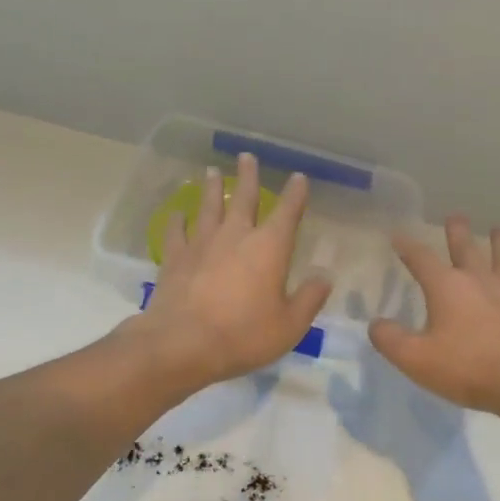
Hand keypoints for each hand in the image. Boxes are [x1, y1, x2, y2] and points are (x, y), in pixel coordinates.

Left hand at [127, 153, 331, 392]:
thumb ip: (309, 298)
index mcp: (269, 248)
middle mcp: (235, 236)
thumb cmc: (244, 335)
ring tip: (211, 171)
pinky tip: (176, 214)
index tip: (299, 177)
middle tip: (247, 156)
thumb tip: (325, 276)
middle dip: (248, 176)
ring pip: (208, 207)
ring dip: (211, 188)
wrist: (183, 344)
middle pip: (242, 198)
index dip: (295, 194)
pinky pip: (176, 232)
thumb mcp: (290, 325)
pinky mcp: (175, 258)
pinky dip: (177, 221)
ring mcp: (201, 244)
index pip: (287, 213)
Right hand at [371, 216, 499, 421]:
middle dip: (457, 232)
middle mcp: (479, 279)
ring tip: (498, 231)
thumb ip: (391, 340)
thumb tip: (376, 324)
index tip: (398, 236)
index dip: (407, 246)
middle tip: (455, 218)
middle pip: (466, 247)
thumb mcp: (416, 360)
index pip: (421, 258)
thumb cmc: (468, 369)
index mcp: (447, 287)